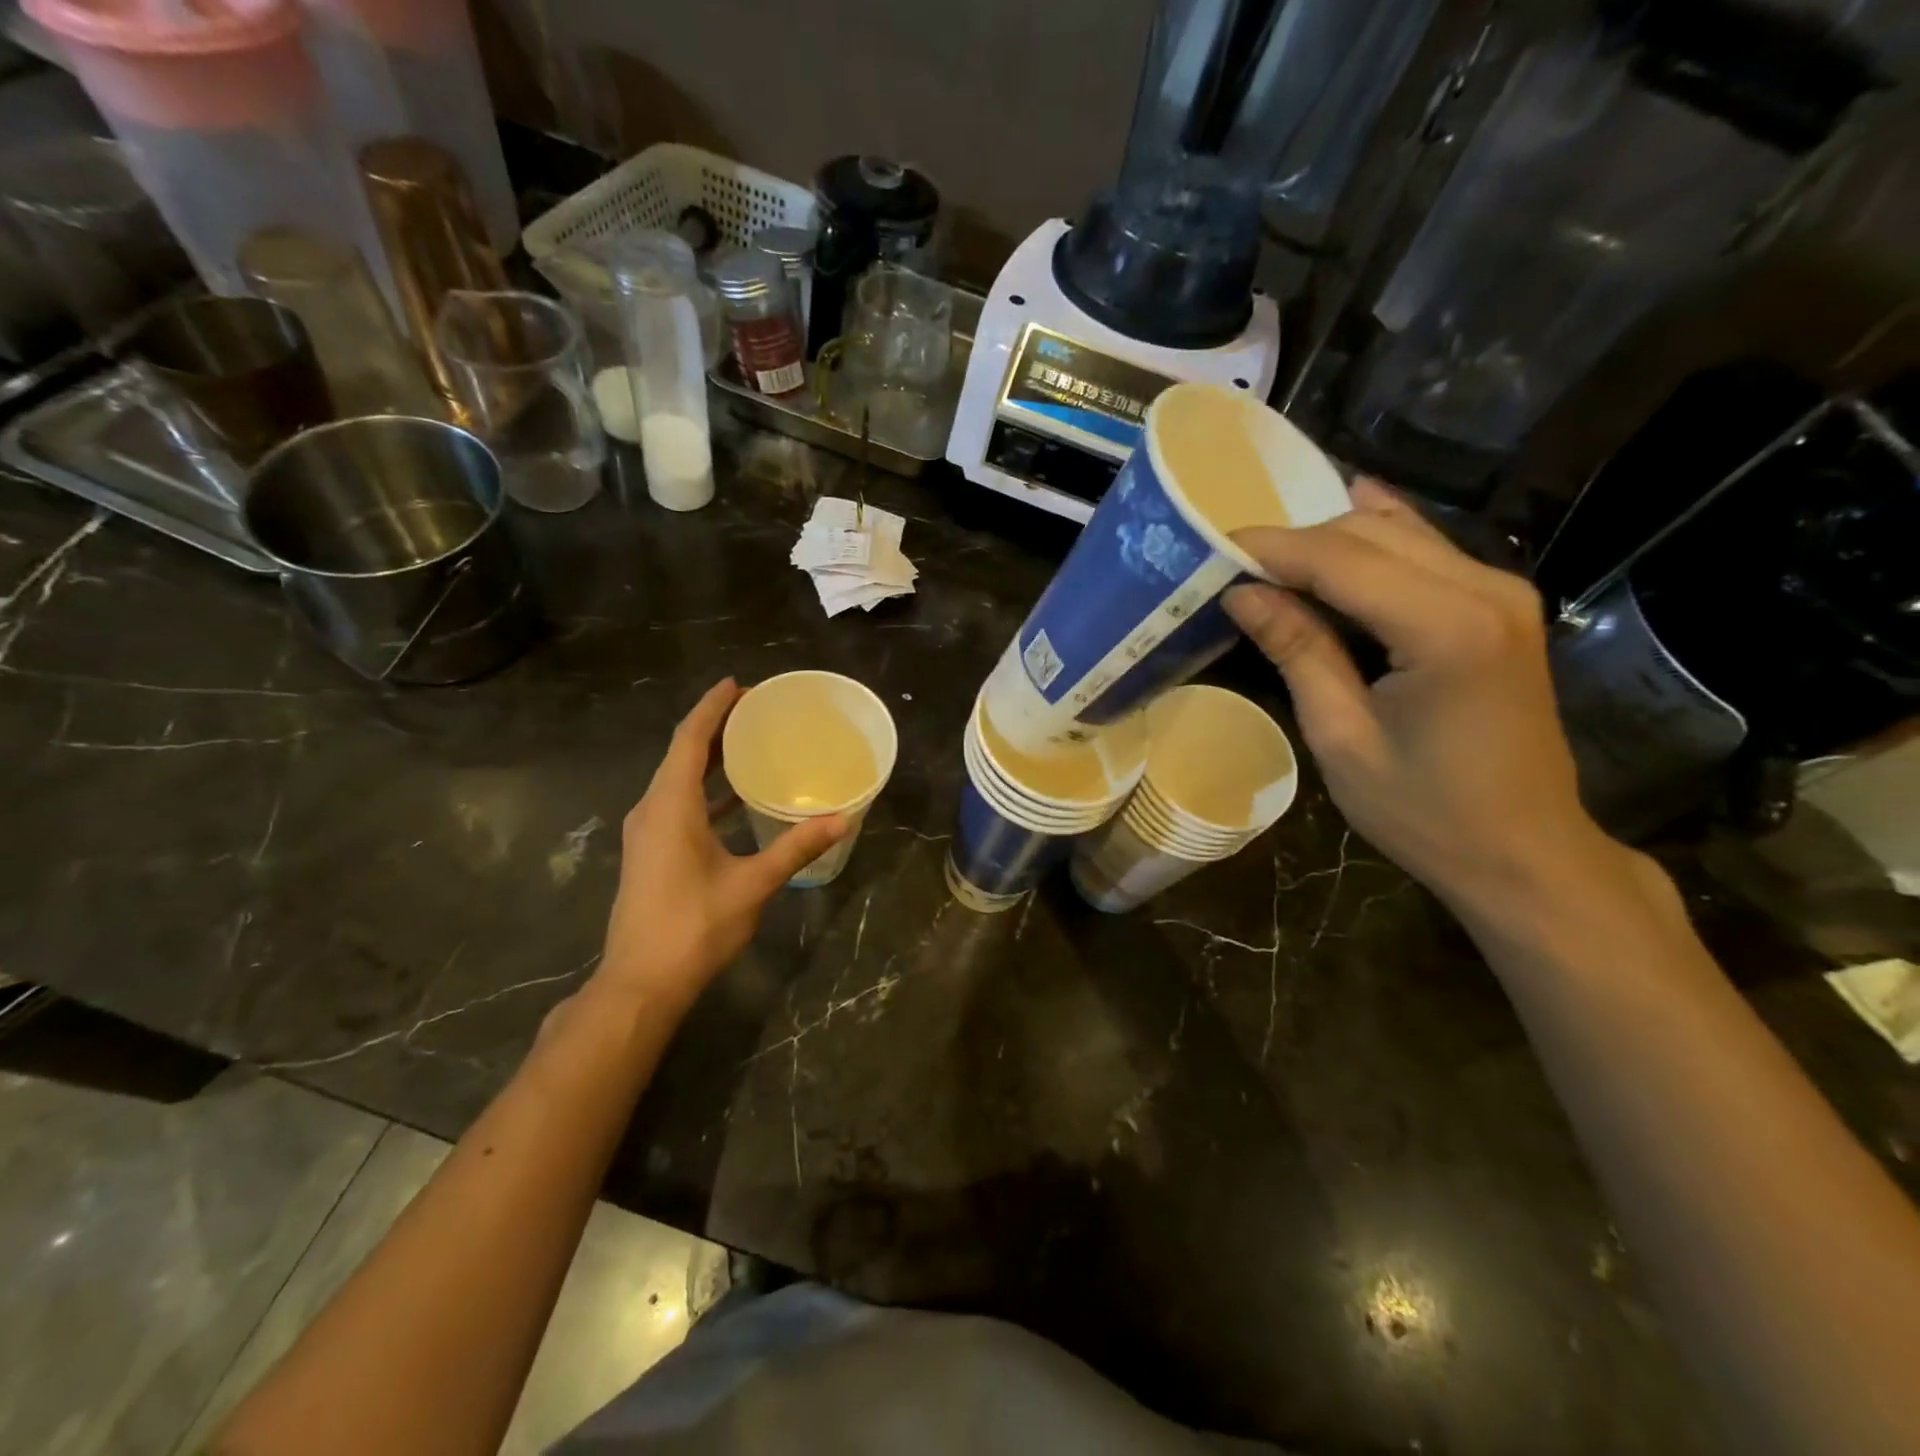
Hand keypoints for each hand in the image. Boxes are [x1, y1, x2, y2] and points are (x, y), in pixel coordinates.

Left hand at [595, 679, 847, 1010]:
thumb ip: (796, 848)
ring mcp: (647, 833)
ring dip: (709, 758)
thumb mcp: (753, 884)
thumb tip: (842, 818)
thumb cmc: (695, 926)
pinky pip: (677, 803)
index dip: (712, 707)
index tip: (737, 684)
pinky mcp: (650, 852)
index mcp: (671, 805)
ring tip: (748, 744)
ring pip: (677, 779)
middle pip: (681, 754)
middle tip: (754, 710)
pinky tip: (733, 799)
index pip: (690, 740)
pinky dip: (704, 790)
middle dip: (715, 727)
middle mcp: (652, 809)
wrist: (641, 983)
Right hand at [1227, 480, 1621, 916]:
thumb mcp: (1341, 737)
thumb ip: (1297, 651)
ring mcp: (1501, 591)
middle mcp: (1485, 589)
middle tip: (1231, 568)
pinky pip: (1426, 550)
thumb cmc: (1424, 812)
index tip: (1210, 548)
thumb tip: (1241, 593)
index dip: (1270, 549)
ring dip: (1327, 541)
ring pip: (1397, 533)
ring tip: (1267, 565)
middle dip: (1294, 542)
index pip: (1340, 559)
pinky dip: (1378, 535)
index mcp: (1446, 628)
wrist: (1524, 851)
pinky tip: (1349, 502)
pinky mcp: (1500, 604)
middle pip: (1368, 534)